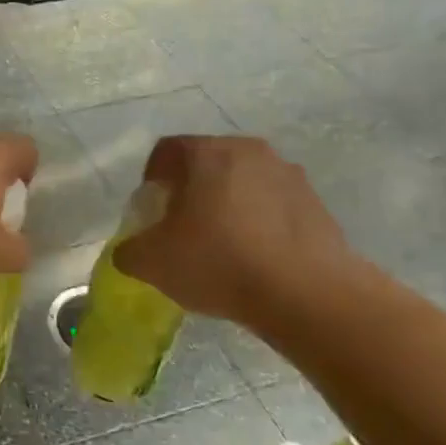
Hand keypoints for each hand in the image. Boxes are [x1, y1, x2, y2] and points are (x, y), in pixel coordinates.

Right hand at [113, 135, 356, 328]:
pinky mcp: (316, 203)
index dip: (151, 178)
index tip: (151, 209)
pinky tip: (255, 258)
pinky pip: (273, 204)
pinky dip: (259, 222)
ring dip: (228, 204)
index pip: (166, 150)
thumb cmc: (218, 262)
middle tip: (182, 226)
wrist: (306, 294)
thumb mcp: (151, 263)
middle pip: (207, 162)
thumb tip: (131, 250)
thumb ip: (129, 250)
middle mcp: (249, 151)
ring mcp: (289, 175)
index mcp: (206, 154)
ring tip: (222, 245)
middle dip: (191, 190)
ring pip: (243, 182)